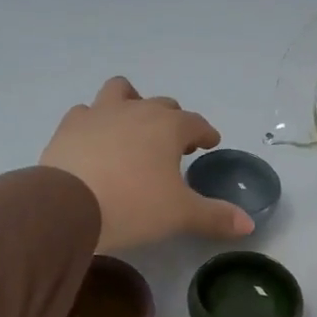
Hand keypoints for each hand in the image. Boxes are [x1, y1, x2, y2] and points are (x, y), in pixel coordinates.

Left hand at [40, 78, 254, 252]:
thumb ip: (215, 216)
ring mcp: (99, 113)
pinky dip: (95, 122)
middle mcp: (136, 110)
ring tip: (132, 128)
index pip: (196, 123)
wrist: (68, 205)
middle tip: (175, 145)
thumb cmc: (133, 206)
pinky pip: (86, 113)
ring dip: (131, 103)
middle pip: (162, 105)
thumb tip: (248, 223)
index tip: (209, 143)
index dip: (205, 133)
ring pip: (120, 92)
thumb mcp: (180, 215)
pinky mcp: (69, 126)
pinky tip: (94, 141)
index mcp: (168, 127)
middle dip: (172, 120)